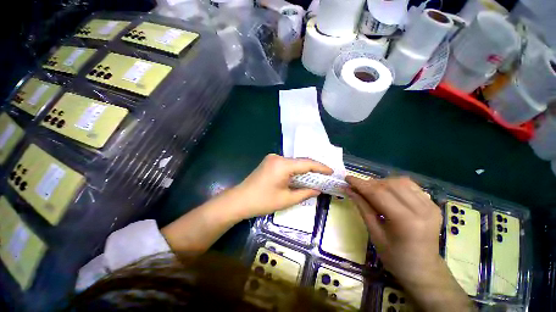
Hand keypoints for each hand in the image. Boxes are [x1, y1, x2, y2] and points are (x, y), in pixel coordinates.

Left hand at [234, 154, 332, 218]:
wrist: (240, 200)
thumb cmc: (262, 201)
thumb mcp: (286, 199)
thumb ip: (305, 193)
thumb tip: (318, 190)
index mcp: (282, 165)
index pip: (307, 163)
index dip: (321, 167)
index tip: (331, 172)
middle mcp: (278, 157)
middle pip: (300, 162)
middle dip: (313, 169)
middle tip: (325, 176)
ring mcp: (272, 158)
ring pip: (294, 163)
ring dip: (304, 170)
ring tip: (316, 177)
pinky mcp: (269, 161)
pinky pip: (287, 164)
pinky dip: (295, 170)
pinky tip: (300, 177)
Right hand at [345, 176, 442, 284]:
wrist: (423, 270)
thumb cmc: (395, 257)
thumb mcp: (374, 233)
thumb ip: (362, 207)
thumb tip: (348, 189)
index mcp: (406, 221)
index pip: (378, 193)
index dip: (360, 184)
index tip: (347, 178)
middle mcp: (422, 210)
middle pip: (389, 185)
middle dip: (369, 183)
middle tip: (356, 186)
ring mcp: (430, 206)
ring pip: (400, 182)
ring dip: (382, 183)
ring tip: (371, 189)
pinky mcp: (433, 204)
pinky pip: (410, 186)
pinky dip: (395, 185)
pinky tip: (387, 191)